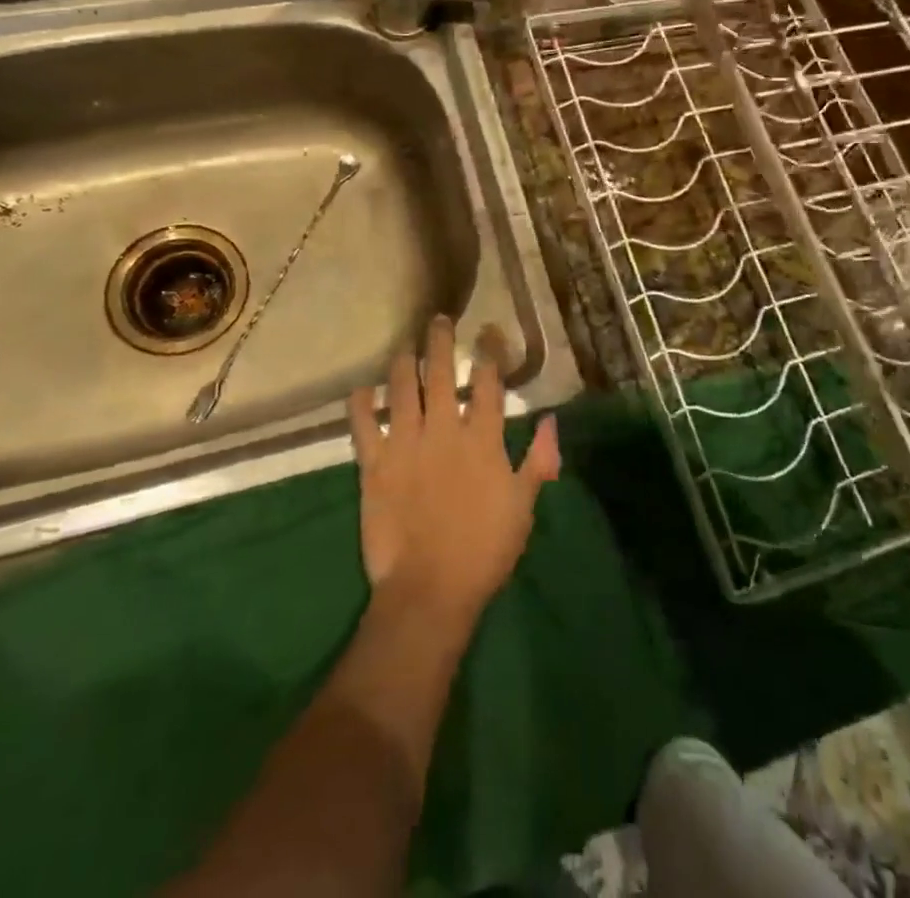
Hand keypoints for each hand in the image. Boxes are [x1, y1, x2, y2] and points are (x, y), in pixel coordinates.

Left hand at [346, 316, 559, 624]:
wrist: (429, 589)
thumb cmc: (484, 550)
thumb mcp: (524, 507)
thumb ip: (538, 460)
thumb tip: (549, 420)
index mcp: (482, 440)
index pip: (489, 384)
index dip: (490, 352)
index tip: (487, 330)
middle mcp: (443, 430)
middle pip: (441, 374)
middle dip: (439, 342)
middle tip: (436, 320)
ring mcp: (405, 444)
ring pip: (401, 389)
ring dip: (402, 363)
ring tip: (404, 348)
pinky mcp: (374, 465)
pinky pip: (363, 425)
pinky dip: (360, 404)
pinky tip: (362, 389)